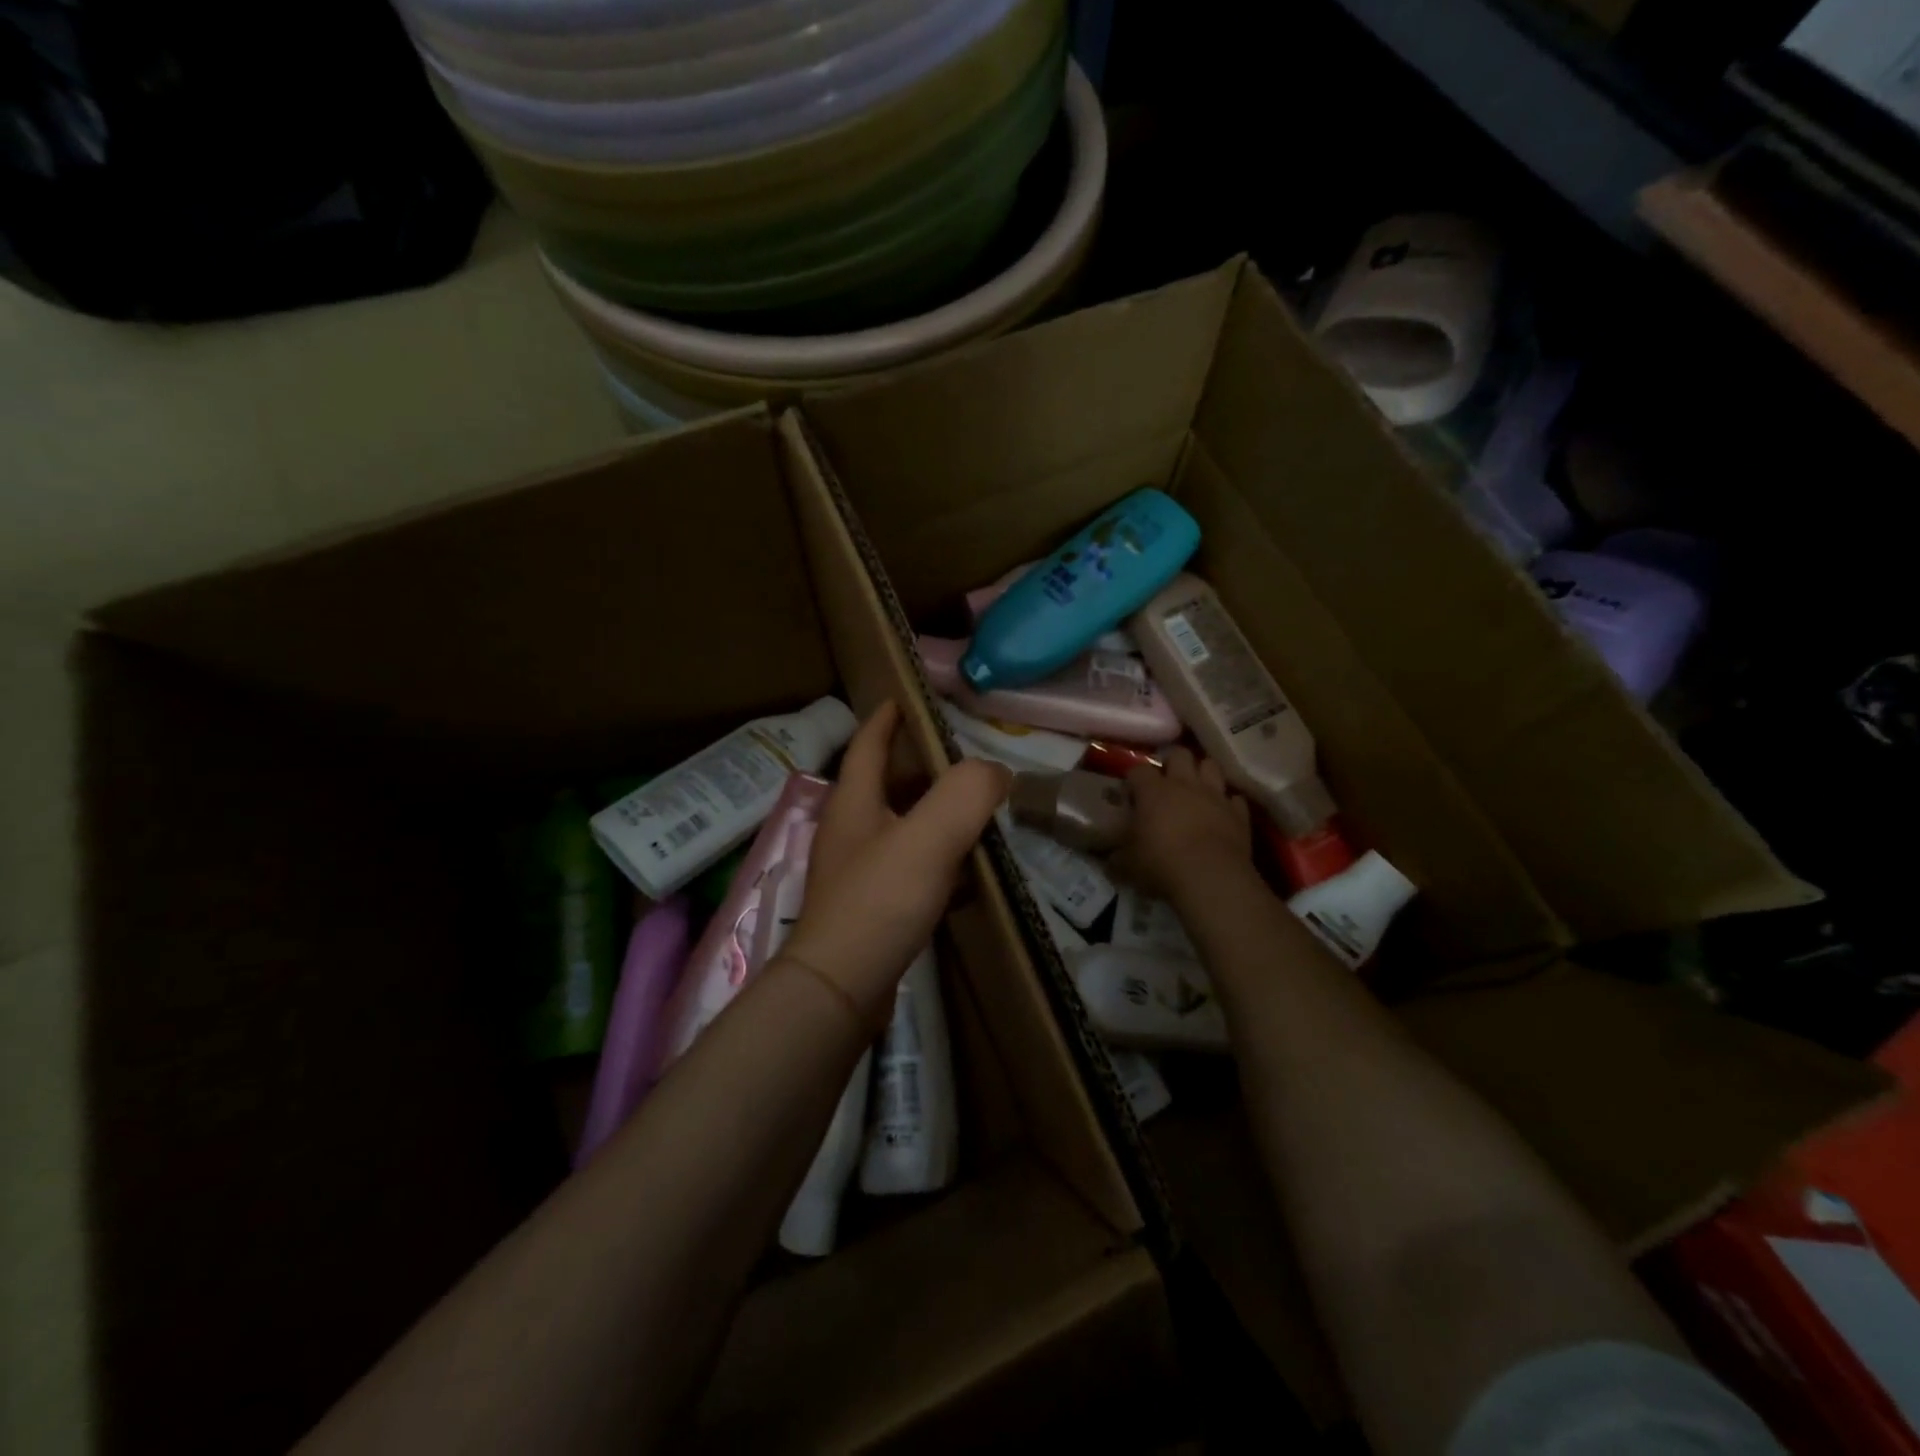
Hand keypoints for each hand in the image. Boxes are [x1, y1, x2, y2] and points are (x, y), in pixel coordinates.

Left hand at [781, 702, 1009, 1024]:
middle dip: (919, 766)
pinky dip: (935, 858)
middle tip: (962, 759)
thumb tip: (995, 772)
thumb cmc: (879, 900)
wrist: (841, 987)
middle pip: (884, 783)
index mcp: (854, 801)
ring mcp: (856, 871)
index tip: (907, 698)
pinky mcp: (870, 907)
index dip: (887, 718)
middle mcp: (849, 830)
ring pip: (898, 826)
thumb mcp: (929, 836)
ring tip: (972, 809)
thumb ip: (967, 793)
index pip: (868, 743)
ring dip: (930, 813)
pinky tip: (965, 871)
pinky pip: (908, 867)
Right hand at [1120, 748, 1252, 903]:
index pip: (1139, 769)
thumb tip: (1111, 860)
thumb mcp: (1128, 865)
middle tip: (1166, 782)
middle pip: (1179, 754)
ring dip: (1203, 774)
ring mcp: (1215, 796)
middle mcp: (1185, 784)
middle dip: (1172, 762)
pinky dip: (1228, 803)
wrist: (1211, 878)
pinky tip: (1222, 813)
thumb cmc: (1161, 864)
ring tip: (1196, 789)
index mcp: (1153, 791)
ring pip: (1210, 766)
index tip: (1131, 793)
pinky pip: (1234, 799)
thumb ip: (1117, 858)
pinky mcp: (1239, 813)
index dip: (1134, 779)